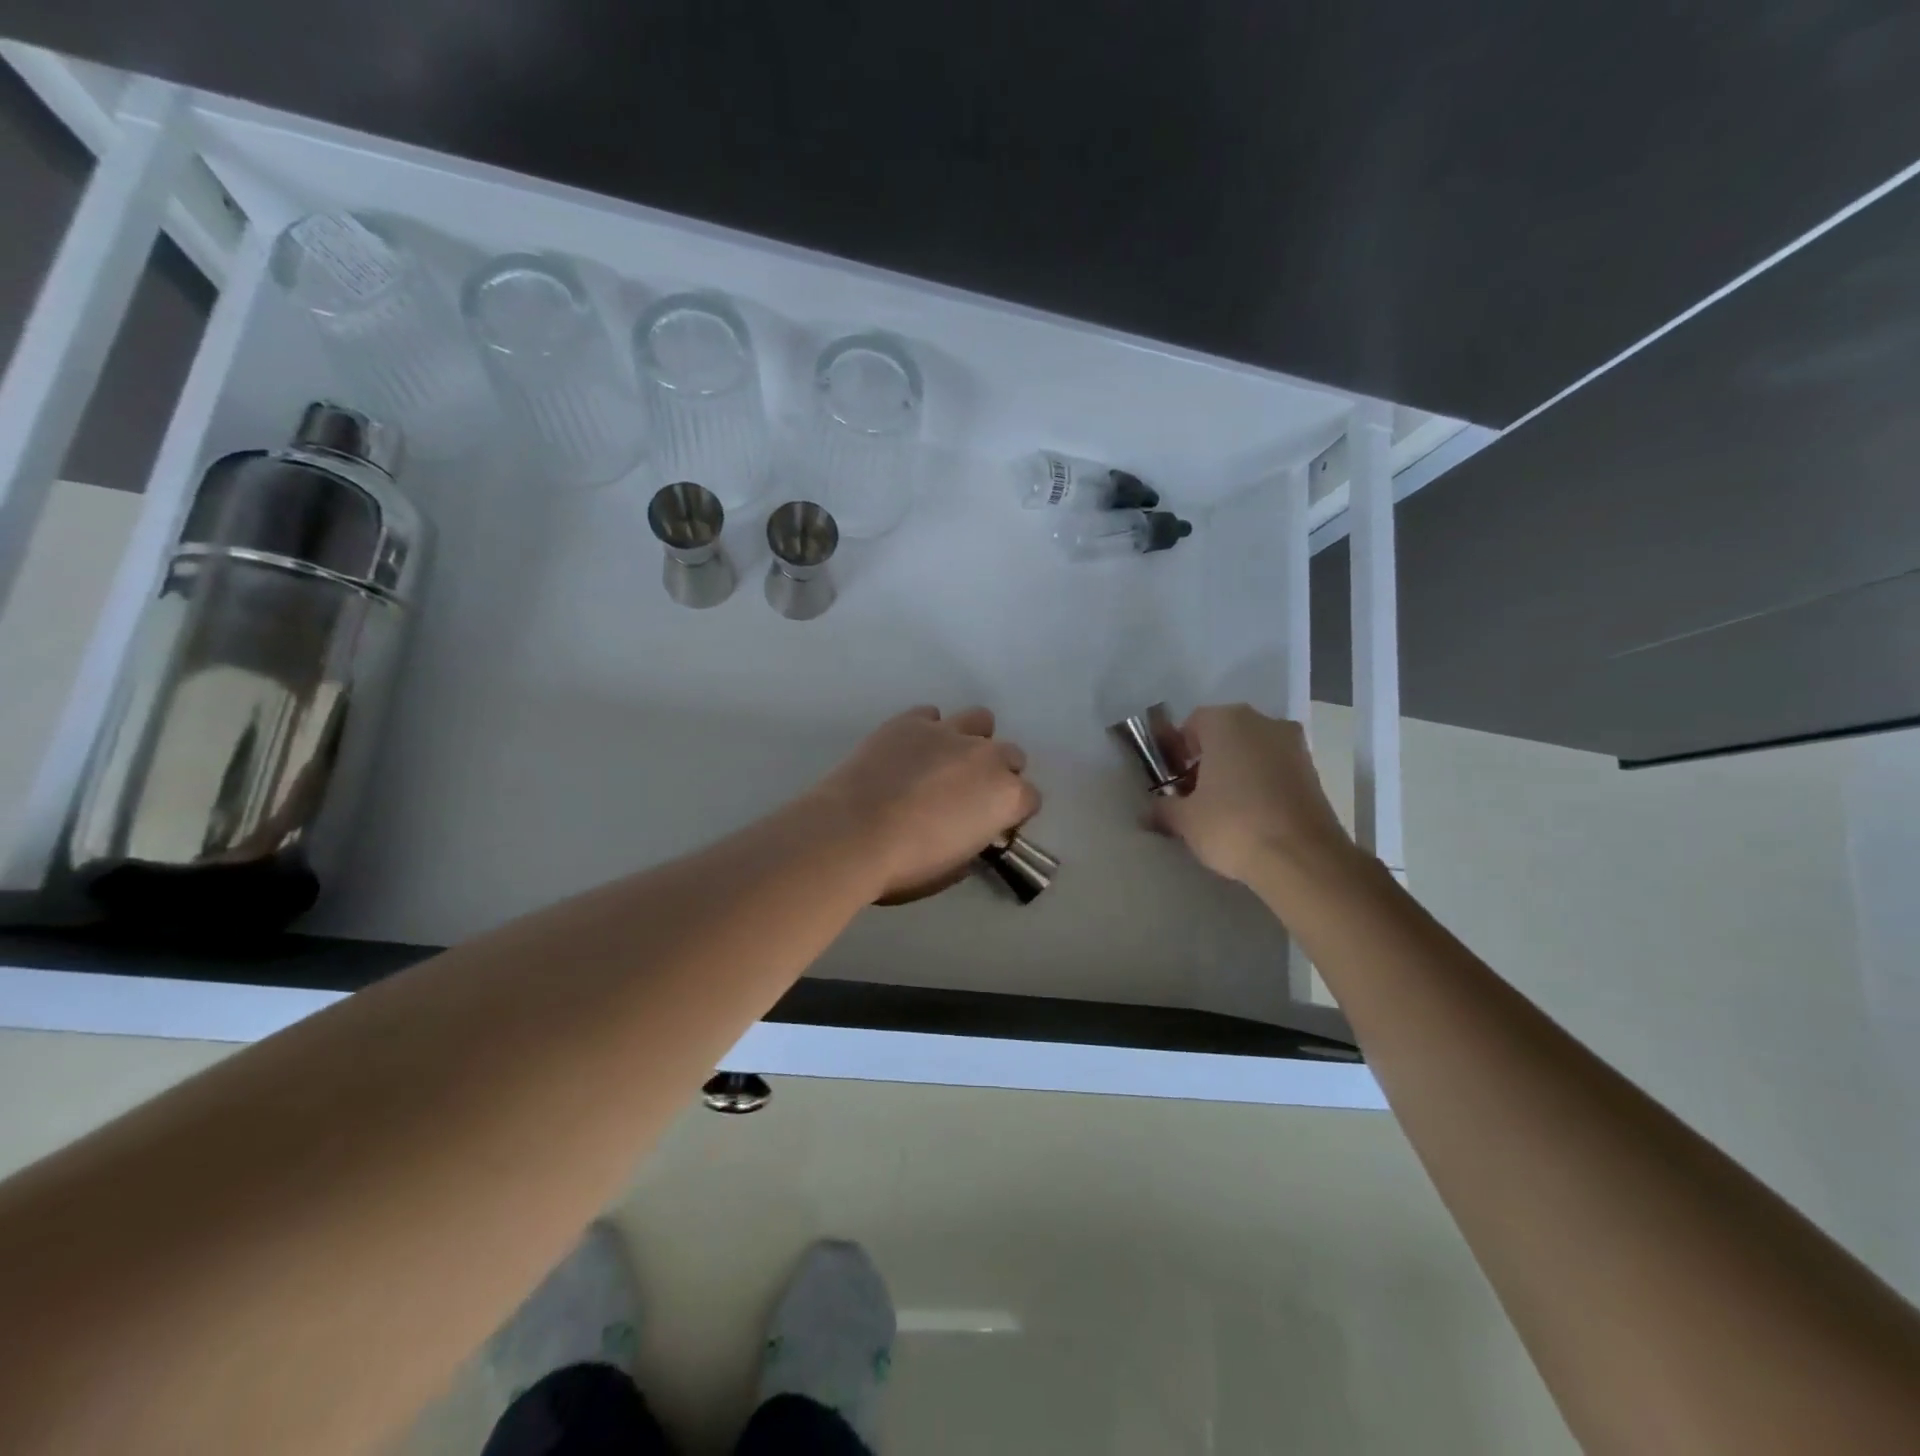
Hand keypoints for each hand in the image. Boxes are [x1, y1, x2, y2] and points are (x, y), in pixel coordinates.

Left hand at [813, 706, 1040, 899]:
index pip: (1029, 799)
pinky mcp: (911, 721)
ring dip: (972, 739)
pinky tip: (910, 750)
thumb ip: (974, 842)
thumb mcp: (955, 868)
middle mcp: (987, 756)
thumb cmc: (907, 864)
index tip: (992, 825)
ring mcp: (948, 732)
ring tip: (947, 761)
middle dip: (998, 773)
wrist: (852, 833)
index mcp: (1006, 796)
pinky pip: (931, 716)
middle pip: (1011, 755)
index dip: (1012, 813)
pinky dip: (927, 730)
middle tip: (969, 795)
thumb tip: (969, 833)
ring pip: (980, 720)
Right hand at [1151, 704, 1354, 884]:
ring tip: (1222, 809)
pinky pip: (1274, 769)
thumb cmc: (1233, 824)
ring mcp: (1294, 745)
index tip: (1172, 781)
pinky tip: (1250, 816)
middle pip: (1225, 736)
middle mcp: (1263, 722)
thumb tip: (1147, 813)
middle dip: (1207, 761)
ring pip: (1252, 752)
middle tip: (1193, 795)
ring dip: (1235, 772)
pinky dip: (1260, 784)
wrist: (1302, 858)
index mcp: (1227, 721)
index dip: (1178, 752)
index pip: (1192, 724)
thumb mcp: (1185, 820)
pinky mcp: (1313, 772)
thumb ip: (1163, 809)